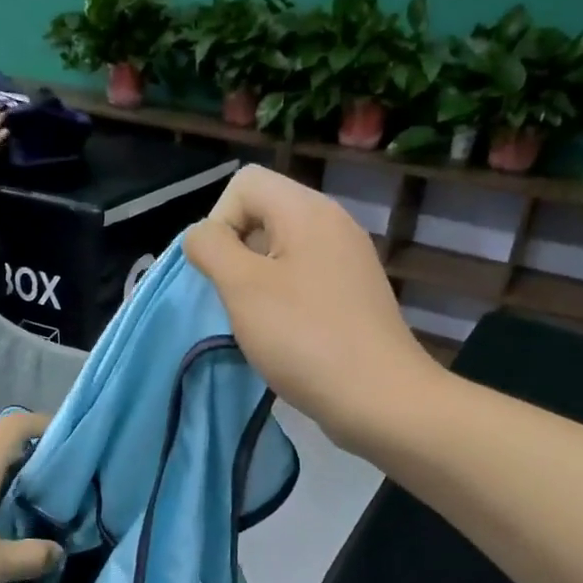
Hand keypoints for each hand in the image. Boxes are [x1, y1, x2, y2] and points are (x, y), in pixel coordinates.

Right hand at [185, 167, 440, 454]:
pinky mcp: (355, 295)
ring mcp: (348, 260)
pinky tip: (288, 337)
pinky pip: (305, 279)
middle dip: (238, 254)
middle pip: (264, 214)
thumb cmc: (305, 338)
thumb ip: (211, 248)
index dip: (220, 221)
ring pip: (283, 251)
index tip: (223, 272)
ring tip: (262, 323)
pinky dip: (286, 300)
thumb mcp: (242, 288)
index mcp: (308, 210)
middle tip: (240, 301)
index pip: (244, 183)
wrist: (379, 399)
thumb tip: (203, 236)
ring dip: (258, 282)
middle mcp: (333, 223)